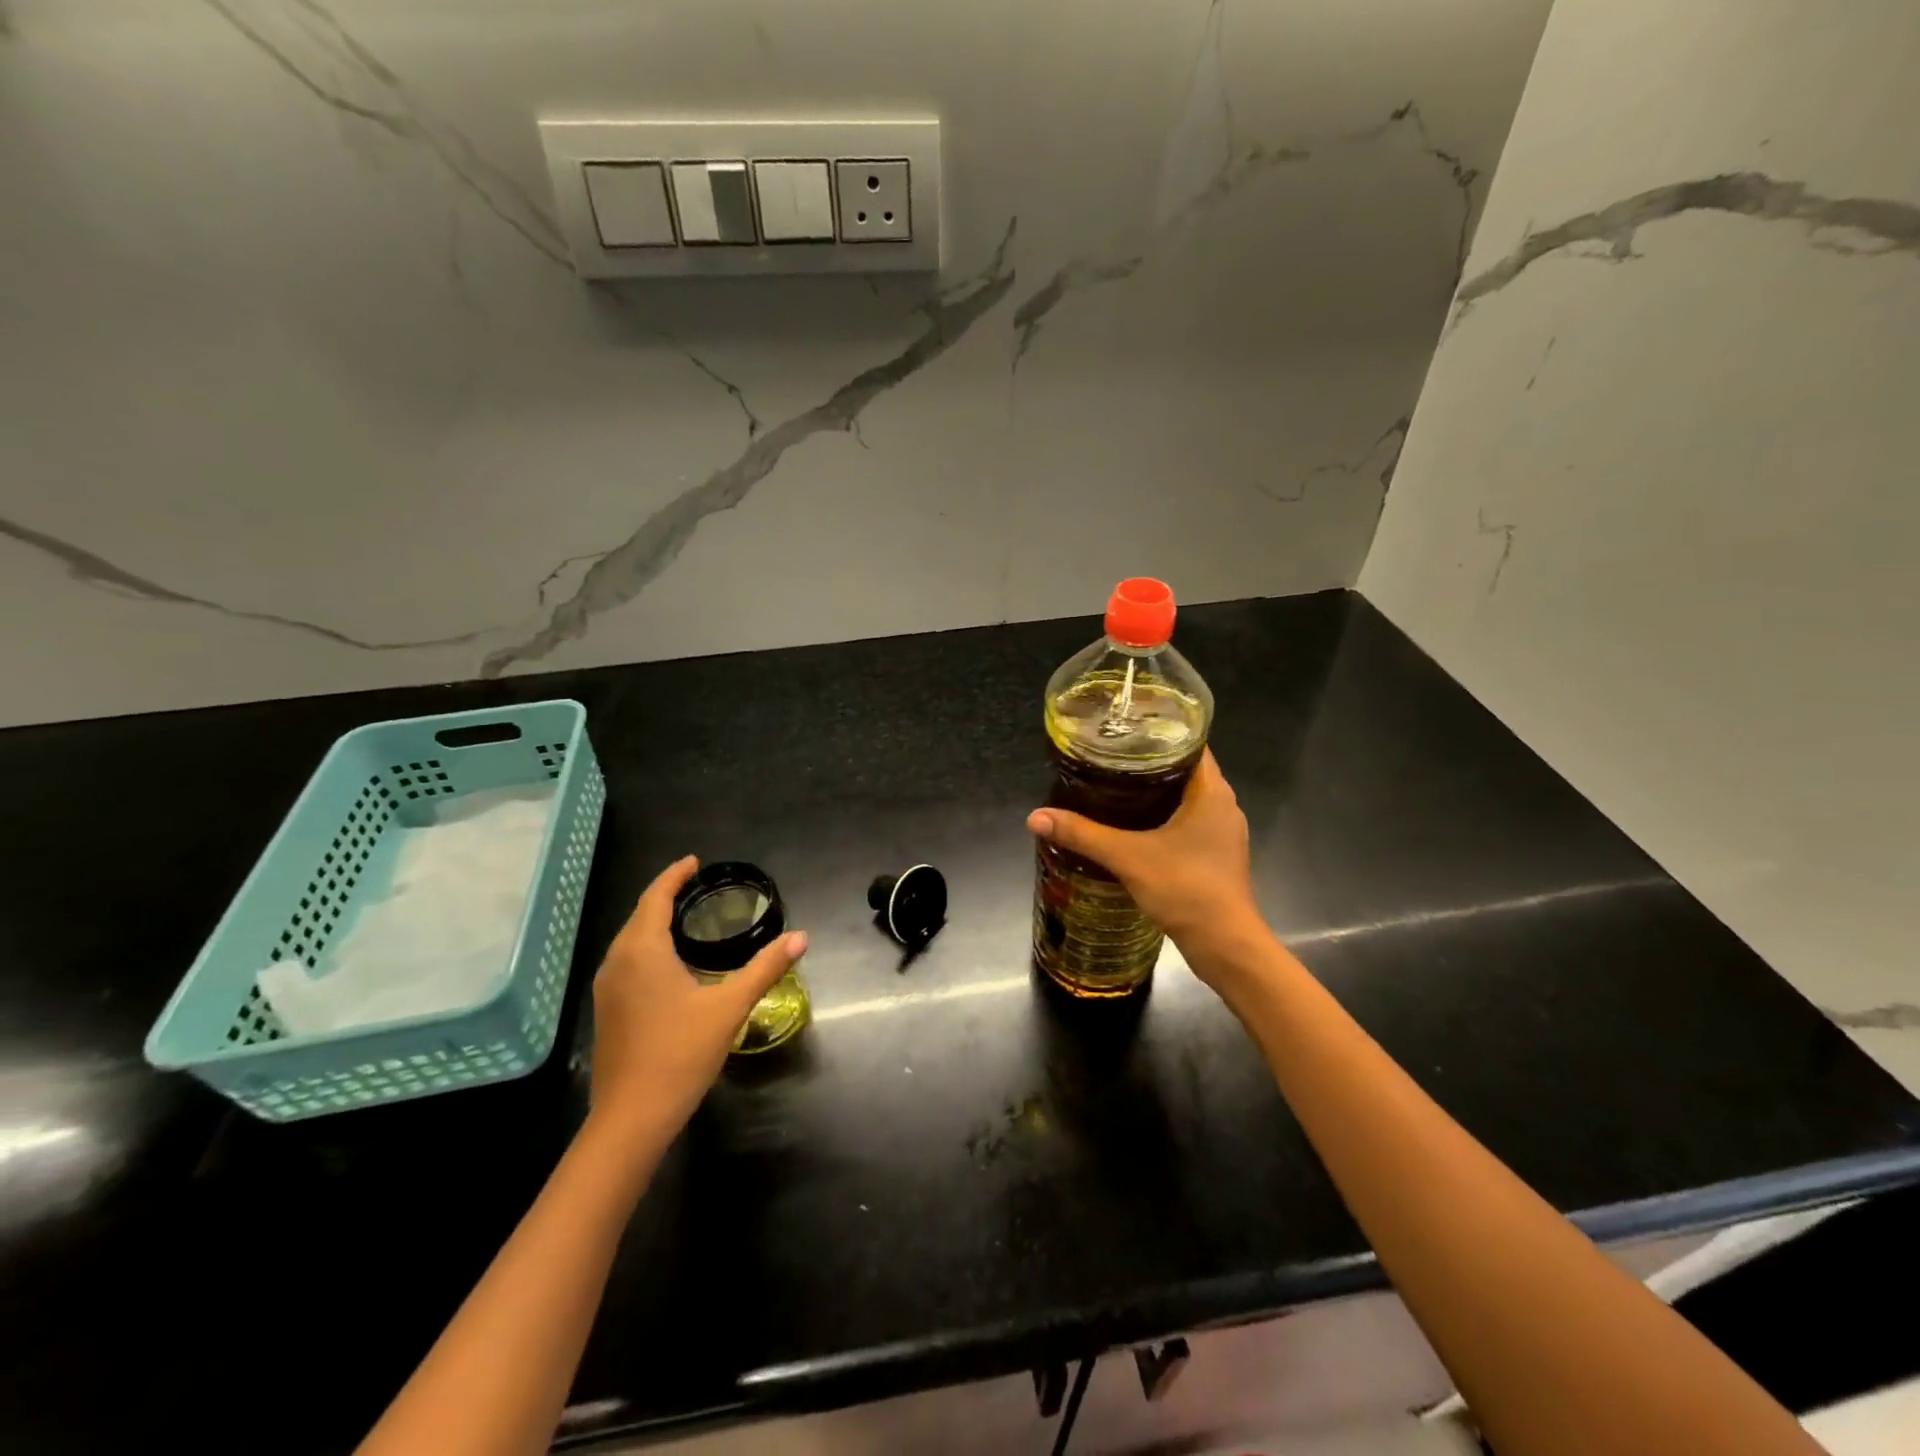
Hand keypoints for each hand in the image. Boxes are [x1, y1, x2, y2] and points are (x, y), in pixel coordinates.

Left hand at [586, 855, 805, 1140]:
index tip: (694, 861)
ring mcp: (608, 989)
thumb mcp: (729, 1007)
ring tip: (686, 918)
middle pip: (639, 916)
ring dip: (654, 923)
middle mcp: (617, 962)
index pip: (655, 898)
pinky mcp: (608, 1011)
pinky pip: (627, 962)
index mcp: (642, 951)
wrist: (631, 1119)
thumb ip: (765, 968)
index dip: (674, 876)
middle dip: (665, 896)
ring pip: (630, 941)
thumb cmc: (680, 1054)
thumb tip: (801, 937)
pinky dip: (647, 947)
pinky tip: (669, 963)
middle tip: (697, 886)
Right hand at [1027, 750, 1264, 974]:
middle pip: (1184, 769)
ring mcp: (1222, 832)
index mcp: (1212, 791)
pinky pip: (1188, 822)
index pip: (1189, 743)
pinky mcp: (1216, 855)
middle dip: (1147, 763)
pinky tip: (1134, 826)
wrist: (1225, 946)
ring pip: (1187, 798)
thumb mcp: (1127, 857)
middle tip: (1107, 758)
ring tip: (1114, 788)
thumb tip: (1035, 817)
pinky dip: (1163, 817)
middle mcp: (1223, 804)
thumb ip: (1082, 834)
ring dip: (1155, 792)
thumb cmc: (1186, 889)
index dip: (1157, 731)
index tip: (1123, 730)